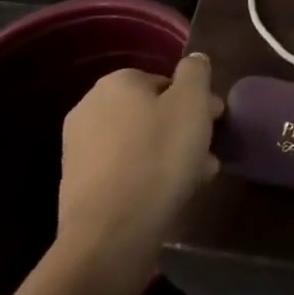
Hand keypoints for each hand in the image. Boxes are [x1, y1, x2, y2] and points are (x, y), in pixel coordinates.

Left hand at [57, 53, 222, 272]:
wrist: (111, 233)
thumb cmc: (158, 157)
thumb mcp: (192, 103)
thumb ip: (196, 73)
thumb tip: (194, 60)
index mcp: (117, 82)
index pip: (167, 81)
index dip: (196, 101)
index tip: (215, 122)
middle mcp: (91, 107)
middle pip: (152, 113)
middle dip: (183, 130)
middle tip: (208, 153)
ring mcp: (79, 148)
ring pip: (140, 143)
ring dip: (169, 155)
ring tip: (196, 179)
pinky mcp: (78, 185)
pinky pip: (124, 170)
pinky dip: (147, 176)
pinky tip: (168, 196)